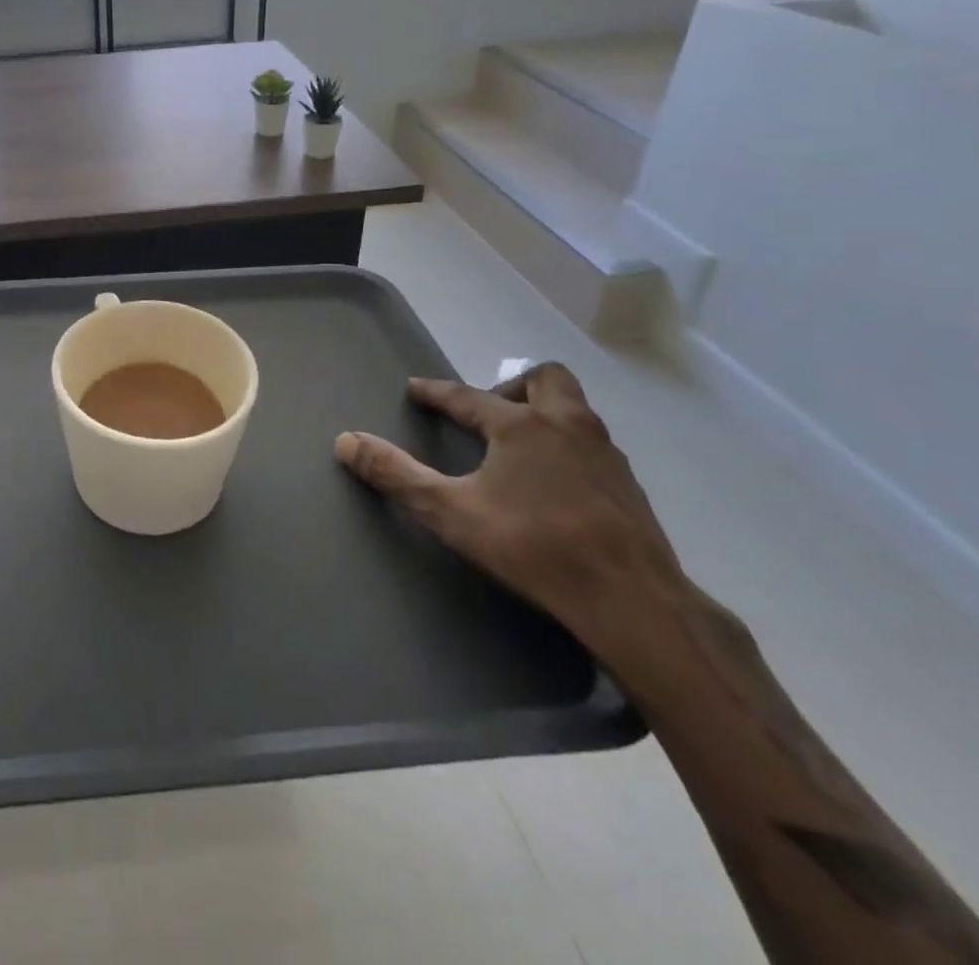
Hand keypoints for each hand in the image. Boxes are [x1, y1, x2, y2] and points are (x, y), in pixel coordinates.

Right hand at [334, 363, 685, 653]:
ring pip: (575, 409)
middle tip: (489, 414)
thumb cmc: (533, 546)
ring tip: (518, 445)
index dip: (436, 392)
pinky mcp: (629, 485)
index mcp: (521, 426)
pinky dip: (567, 445)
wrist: (633, 599)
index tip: (416, 389)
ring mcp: (605, 453)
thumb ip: (396, 474)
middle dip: (511, 386)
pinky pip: (592, 443)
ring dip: (544, 412)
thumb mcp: (450, 511)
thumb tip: (345, 441)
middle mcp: (566, 426)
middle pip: (545, 379)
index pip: (467, 396)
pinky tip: (555, 481)